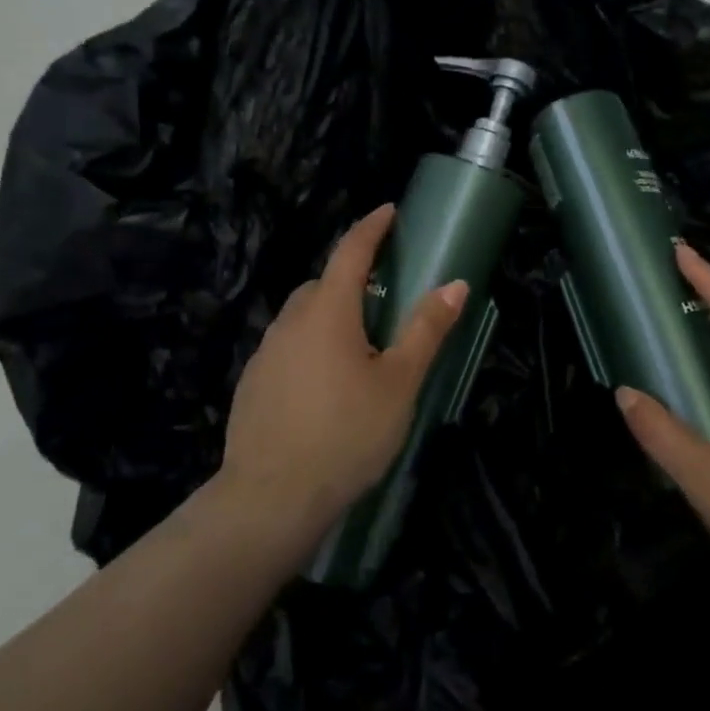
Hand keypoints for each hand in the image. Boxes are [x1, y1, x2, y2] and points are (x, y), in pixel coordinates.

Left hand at [220, 204, 467, 536]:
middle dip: (353, 278)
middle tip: (385, 296)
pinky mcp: (254, 384)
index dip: (371, 228)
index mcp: (327, 312)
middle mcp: (290, 322)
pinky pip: (289, 347)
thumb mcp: (399, 382)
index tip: (389, 211)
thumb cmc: (346, 434)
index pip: (350, 252)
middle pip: (324, 284)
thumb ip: (425, 330)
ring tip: (360, 346)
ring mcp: (266, 353)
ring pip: (303, 317)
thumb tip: (455, 284)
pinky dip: (312, 346)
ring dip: (331, 315)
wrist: (270, 498)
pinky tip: (327, 385)